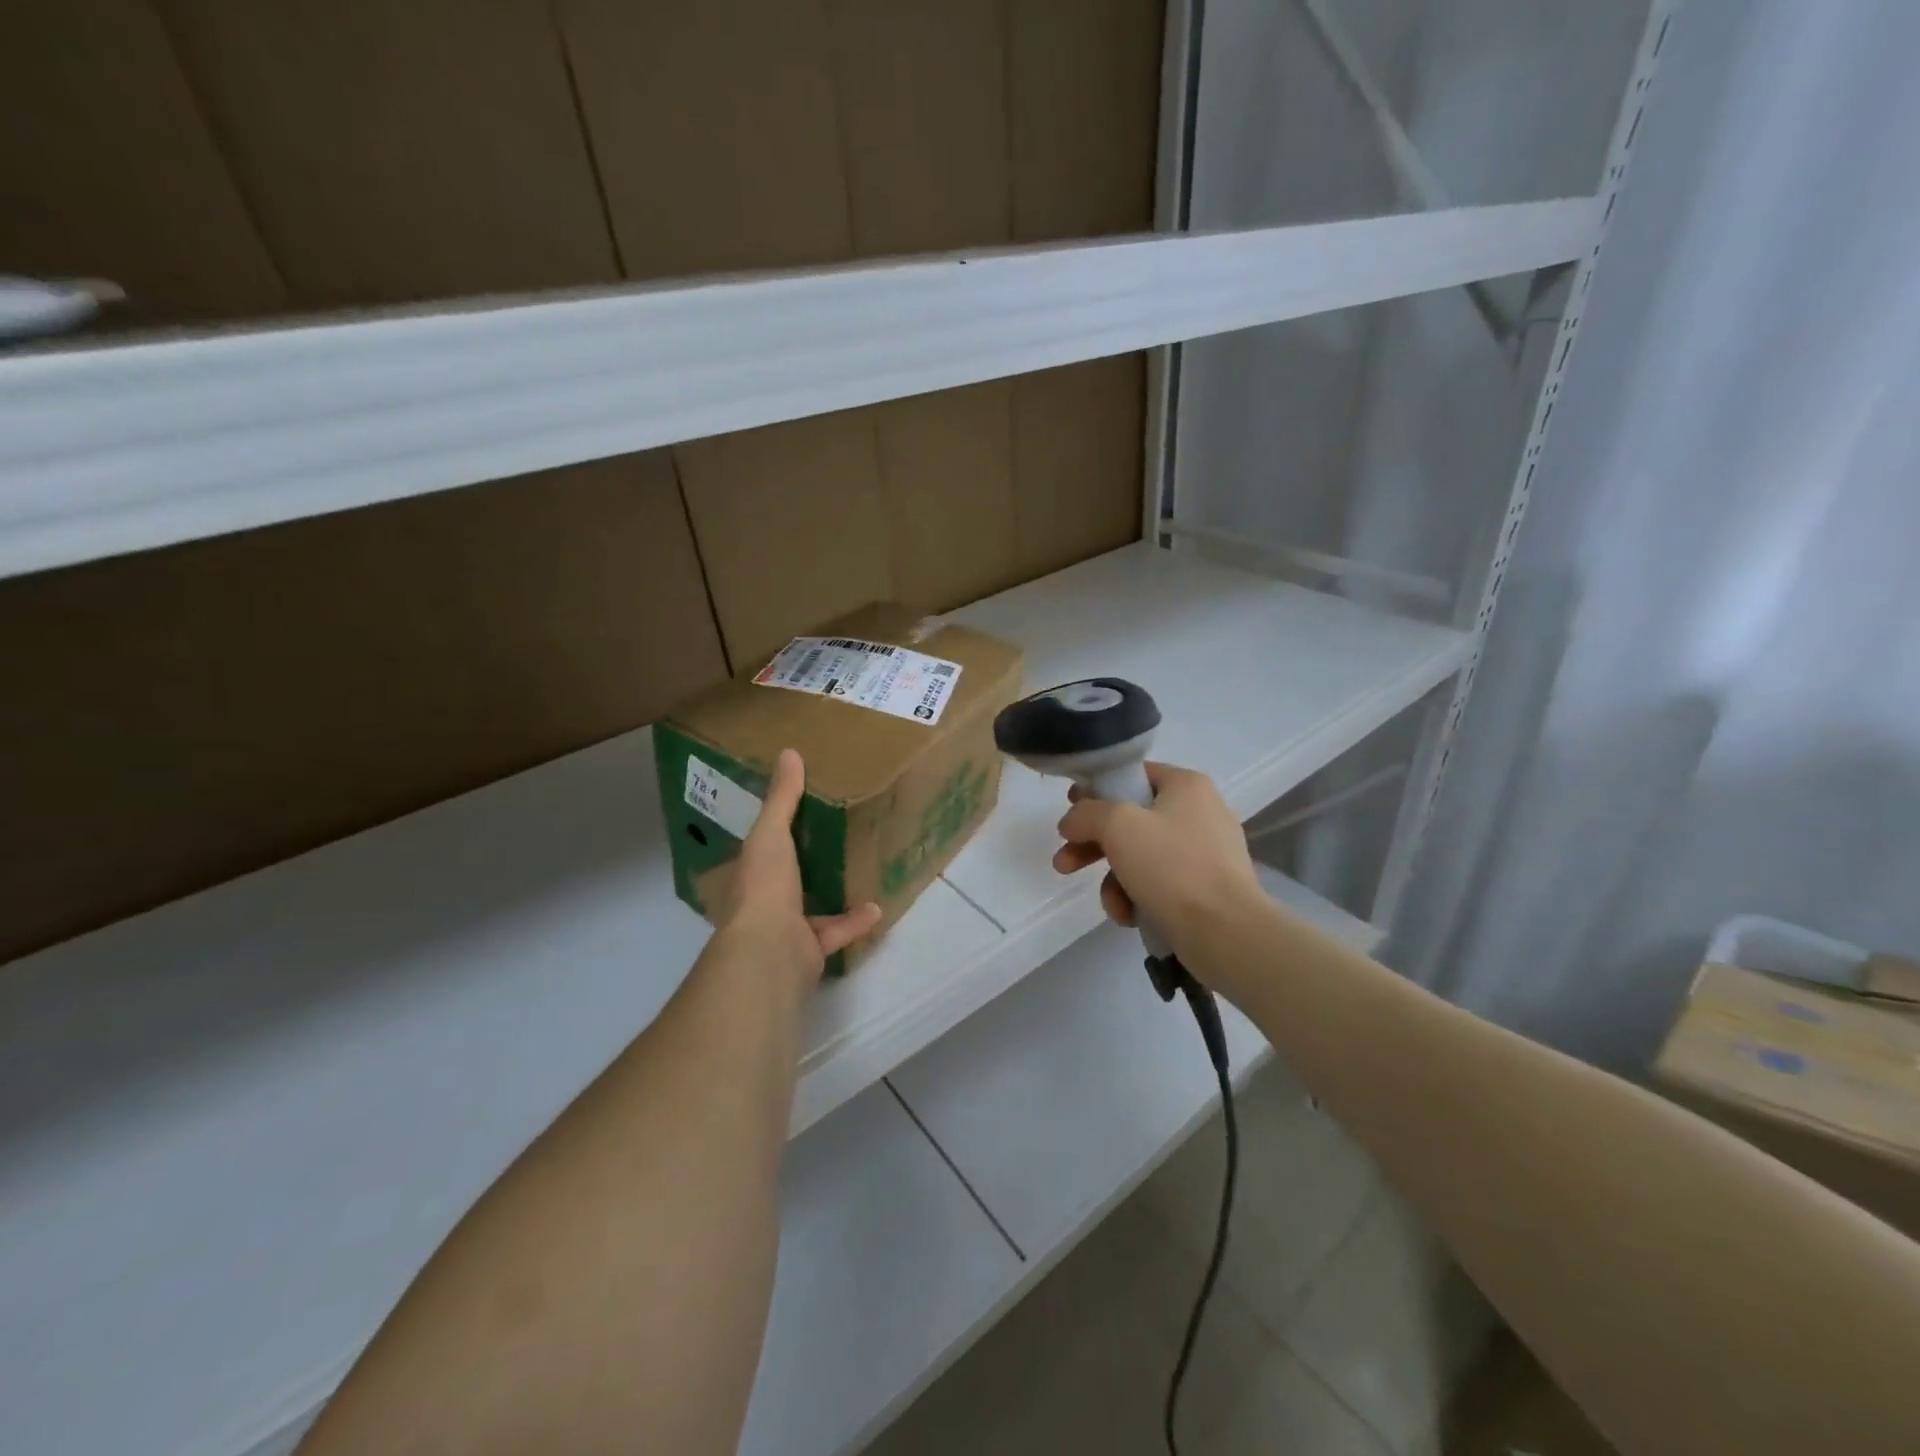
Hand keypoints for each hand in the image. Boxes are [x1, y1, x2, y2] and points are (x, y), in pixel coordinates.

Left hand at [712, 748, 882, 988]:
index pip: (761, 847)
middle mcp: (764, 900)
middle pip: (786, 878)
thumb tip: (789, 752)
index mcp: (751, 872)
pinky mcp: (810, 949)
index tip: (799, 813)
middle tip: (833, 839)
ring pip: (810, 908)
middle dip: (805, 863)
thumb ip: (782, 797)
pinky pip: (836, 933)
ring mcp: (786, 928)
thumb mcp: (771, 833)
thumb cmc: (765, 885)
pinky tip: (878, 907)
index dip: (776, 830)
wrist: (770, 949)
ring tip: (860, 872)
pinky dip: (856, 922)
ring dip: (833, 893)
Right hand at [1051, 762, 1263, 967]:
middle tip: (1064, 862)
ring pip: (1141, 856)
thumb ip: (1086, 814)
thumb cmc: (1172, 867)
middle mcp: (1199, 812)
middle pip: (1131, 819)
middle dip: (1093, 844)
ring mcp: (1205, 853)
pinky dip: (1138, 898)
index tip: (1070, 810)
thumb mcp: (1118, 826)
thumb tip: (1072, 822)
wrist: (1226, 932)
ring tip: (1109, 903)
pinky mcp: (1205, 889)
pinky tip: (1130, 916)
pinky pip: (1159, 884)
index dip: (1096, 790)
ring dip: (1114, 879)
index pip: (1133, 775)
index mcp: (1186, 785)